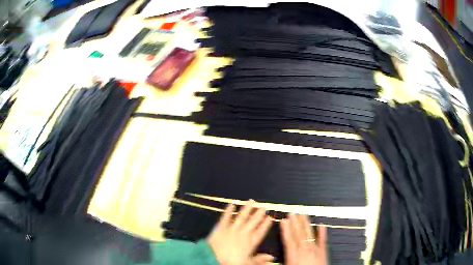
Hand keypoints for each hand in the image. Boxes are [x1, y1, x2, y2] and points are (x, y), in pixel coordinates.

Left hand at [207, 200, 273, 264]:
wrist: (213, 258)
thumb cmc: (231, 262)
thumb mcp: (248, 263)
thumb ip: (260, 259)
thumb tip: (272, 258)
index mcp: (250, 242)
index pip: (261, 231)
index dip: (266, 224)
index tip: (270, 217)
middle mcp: (243, 233)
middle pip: (253, 222)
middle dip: (259, 214)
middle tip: (264, 207)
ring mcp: (232, 228)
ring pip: (241, 217)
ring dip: (247, 209)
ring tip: (252, 201)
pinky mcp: (221, 227)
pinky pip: (226, 217)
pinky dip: (229, 210)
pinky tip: (232, 203)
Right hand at [280, 214, 327, 264]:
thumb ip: (275, 263)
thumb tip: (266, 260)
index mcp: (294, 254)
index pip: (289, 239)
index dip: (286, 229)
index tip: (284, 220)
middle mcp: (304, 250)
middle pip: (299, 233)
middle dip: (295, 222)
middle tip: (293, 213)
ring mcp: (315, 249)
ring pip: (309, 233)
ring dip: (306, 224)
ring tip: (304, 215)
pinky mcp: (323, 251)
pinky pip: (323, 239)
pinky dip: (323, 232)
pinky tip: (322, 225)